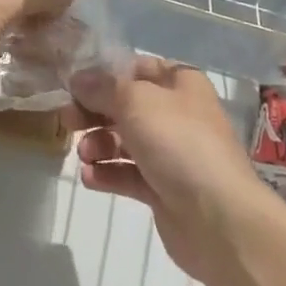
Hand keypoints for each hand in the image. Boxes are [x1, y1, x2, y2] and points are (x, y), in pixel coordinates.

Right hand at [71, 59, 279, 284]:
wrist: (218, 218)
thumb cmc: (177, 142)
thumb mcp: (134, 101)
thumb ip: (102, 87)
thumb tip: (78, 79)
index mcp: (180, 83)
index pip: (137, 67)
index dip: (105, 73)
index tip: (74, 85)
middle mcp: (178, 114)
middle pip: (127, 105)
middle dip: (95, 111)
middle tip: (67, 120)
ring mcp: (172, 153)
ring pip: (125, 140)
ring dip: (99, 144)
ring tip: (85, 155)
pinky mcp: (164, 189)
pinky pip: (129, 174)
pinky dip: (108, 174)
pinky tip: (89, 178)